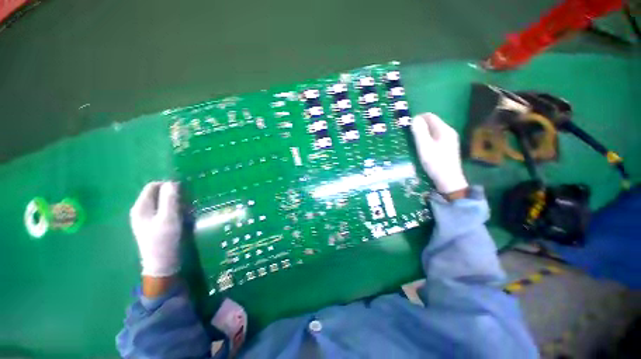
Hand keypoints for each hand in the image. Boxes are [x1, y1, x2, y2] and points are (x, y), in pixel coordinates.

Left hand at [130, 182, 181, 276]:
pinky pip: (163, 210)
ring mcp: (146, 218)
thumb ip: (169, 199)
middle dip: (173, 195)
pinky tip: (180, 217)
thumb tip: (172, 182)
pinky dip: (173, 210)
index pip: (153, 186)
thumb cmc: (164, 239)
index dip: (168, 185)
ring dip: (175, 203)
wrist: (162, 263)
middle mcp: (141, 210)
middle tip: (186, 203)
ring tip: (185, 211)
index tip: (183, 192)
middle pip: (157, 194)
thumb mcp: (169, 217)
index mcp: (141, 207)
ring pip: (162, 202)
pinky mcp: (153, 225)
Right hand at [411, 113, 467, 194]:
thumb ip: (419, 132)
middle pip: (432, 123)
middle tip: (408, 135)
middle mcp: (448, 132)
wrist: (448, 180)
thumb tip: (414, 118)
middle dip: (419, 125)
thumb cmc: (435, 162)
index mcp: (444, 129)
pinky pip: (435, 137)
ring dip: (422, 133)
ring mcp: (449, 140)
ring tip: (413, 141)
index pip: (430, 116)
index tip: (407, 126)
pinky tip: (422, 147)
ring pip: (433, 131)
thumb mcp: (424, 147)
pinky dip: (427, 139)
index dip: (418, 118)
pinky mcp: (447, 147)